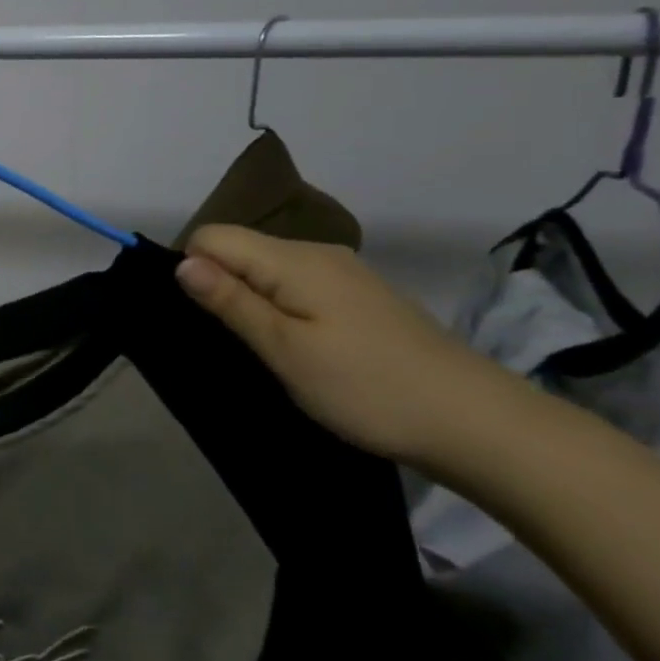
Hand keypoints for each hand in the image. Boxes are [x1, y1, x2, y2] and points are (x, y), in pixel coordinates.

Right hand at [174, 225, 527, 469]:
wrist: (478, 423)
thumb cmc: (367, 387)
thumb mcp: (285, 350)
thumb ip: (231, 302)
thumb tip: (181, 263)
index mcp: (294, 259)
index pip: (212, 236)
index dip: (192, 269)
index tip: (204, 318)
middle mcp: (317, 253)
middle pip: (239, 249)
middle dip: (219, 285)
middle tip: (233, 341)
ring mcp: (343, 274)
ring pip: (266, 269)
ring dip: (250, 299)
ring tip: (262, 349)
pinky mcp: (359, 297)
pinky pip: (295, 285)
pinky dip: (280, 307)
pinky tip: (298, 346)